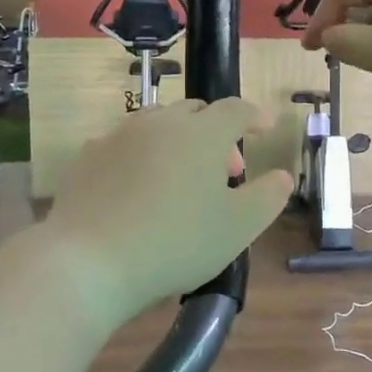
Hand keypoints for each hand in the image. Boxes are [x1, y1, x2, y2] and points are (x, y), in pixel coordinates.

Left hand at [43, 98, 291, 330]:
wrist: (89, 261)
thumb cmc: (176, 243)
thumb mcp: (238, 228)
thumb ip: (268, 197)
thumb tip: (283, 176)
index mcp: (203, 133)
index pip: (236, 109)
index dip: (255, 116)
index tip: (265, 129)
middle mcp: (161, 122)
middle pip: (196, 113)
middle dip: (217, 134)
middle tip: (225, 172)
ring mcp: (119, 135)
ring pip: (158, 124)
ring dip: (179, 141)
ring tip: (182, 178)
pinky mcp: (88, 156)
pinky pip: (125, 145)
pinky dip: (142, 157)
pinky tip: (139, 188)